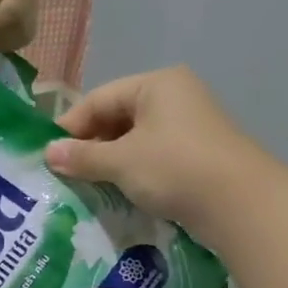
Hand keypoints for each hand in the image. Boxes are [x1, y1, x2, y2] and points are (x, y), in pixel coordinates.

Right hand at [45, 66, 257, 238]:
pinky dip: (132, 173)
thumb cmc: (174, 169)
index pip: (99, 99)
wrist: (240, 203)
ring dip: (110, 163)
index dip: (70, 127)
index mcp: (156, 84)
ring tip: (87, 187)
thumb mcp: (121, 162)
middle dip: (90, 146)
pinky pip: (153, 157)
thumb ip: (82, 157)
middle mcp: (174, 97)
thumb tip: (48, 154)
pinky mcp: (197, 155)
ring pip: (135, 140)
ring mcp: (189, 126)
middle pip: (117, 118)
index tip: (49, 156)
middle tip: (66, 174)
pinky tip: (118, 193)